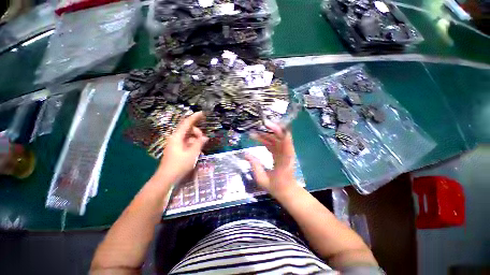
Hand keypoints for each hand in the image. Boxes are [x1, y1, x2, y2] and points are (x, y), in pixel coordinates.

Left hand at [157, 112, 207, 182]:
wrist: (167, 178)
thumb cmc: (179, 165)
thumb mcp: (192, 154)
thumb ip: (199, 143)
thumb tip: (205, 137)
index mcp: (177, 137)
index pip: (186, 123)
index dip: (194, 117)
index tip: (202, 113)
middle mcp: (175, 138)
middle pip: (188, 130)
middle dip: (197, 132)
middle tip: (204, 139)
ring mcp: (175, 144)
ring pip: (188, 137)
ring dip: (196, 139)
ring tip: (201, 147)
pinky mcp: (176, 150)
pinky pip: (186, 143)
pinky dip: (193, 144)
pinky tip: (197, 150)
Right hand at [245, 121, 296, 196]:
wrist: (287, 191)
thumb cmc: (276, 187)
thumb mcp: (262, 179)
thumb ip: (255, 166)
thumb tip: (245, 154)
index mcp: (285, 161)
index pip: (286, 143)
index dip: (280, 132)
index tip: (270, 125)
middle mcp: (286, 154)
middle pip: (282, 137)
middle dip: (272, 129)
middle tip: (259, 125)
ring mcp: (284, 153)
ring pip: (276, 139)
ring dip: (266, 134)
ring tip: (253, 133)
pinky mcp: (281, 153)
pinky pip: (274, 144)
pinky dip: (266, 140)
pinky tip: (258, 138)